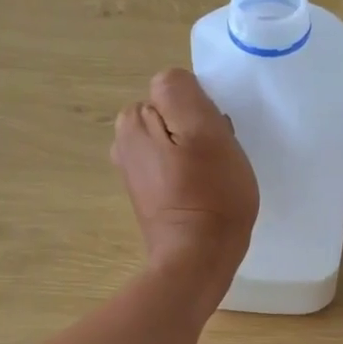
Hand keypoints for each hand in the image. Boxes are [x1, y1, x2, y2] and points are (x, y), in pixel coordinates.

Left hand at [110, 69, 257, 304]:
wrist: (198, 259)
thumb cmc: (209, 194)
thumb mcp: (204, 130)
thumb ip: (182, 92)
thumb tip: (172, 84)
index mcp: (132, 121)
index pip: (177, 91)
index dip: (203, 111)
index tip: (216, 139)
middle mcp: (124, 142)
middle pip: (175, 115)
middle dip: (198, 130)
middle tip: (218, 159)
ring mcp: (135, 171)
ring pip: (177, 141)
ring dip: (199, 153)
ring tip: (215, 178)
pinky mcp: (149, 195)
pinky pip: (176, 167)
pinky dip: (192, 175)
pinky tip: (206, 193)